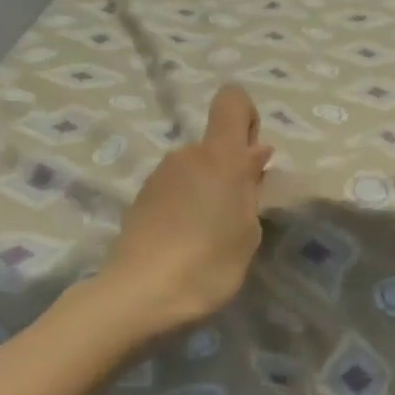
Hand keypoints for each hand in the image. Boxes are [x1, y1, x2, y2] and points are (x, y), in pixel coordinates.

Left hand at [96, 85, 273, 335]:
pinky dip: (185, 207)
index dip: (248, 120)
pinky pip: (174, 191)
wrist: (142, 294)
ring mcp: (158, 176)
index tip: (253, 161)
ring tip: (210, 238)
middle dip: (231, 171)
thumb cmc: (209, 262)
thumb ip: (252, 187)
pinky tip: (186, 244)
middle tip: (237, 218)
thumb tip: (255, 153)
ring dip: (207, 192)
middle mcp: (185, 155)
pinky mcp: (140, 200)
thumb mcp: (248, 230)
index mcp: (218, 155)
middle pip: (214, 145)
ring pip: (194, 170)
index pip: (232, 100)